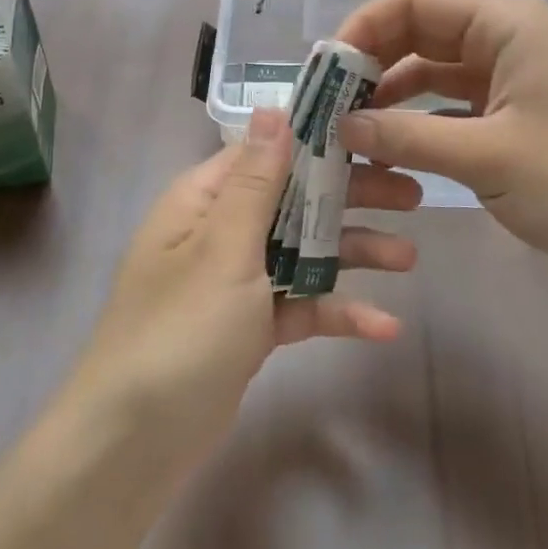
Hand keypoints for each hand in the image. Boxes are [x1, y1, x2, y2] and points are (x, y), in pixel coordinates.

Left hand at [60, 108, 420, 487]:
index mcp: (204, 201)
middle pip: (293, 201)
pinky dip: (335, 311)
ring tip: (409, 257)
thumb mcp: (223, 247)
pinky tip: (384, 326)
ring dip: (351, 253)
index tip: (374, 134)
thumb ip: (256, 181)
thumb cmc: (181, 329)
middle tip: (412, 195)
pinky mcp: (249, 328)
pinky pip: (298, 306)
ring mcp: (235, 281)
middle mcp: (219, 232)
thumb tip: (272, 108)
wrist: (135, 441)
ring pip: (301, 252)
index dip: (317, 140)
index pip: (266, 152)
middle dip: (349, 198)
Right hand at [333, 0, 547, 306]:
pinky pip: (451, 105)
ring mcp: (511, 78)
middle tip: (328, 106)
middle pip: (418, 33)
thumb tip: (341, 125)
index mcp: (504, 24)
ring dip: (391, 96)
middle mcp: (504, 39)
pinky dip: (419, 121)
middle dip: (371, 65)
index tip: (325, 73)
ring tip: (350, 131)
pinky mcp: (514, 115)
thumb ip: (406, 136)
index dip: (362, 29)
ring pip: (432, 71)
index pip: (413, 2)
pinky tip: (391, 147)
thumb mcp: (488, 157)